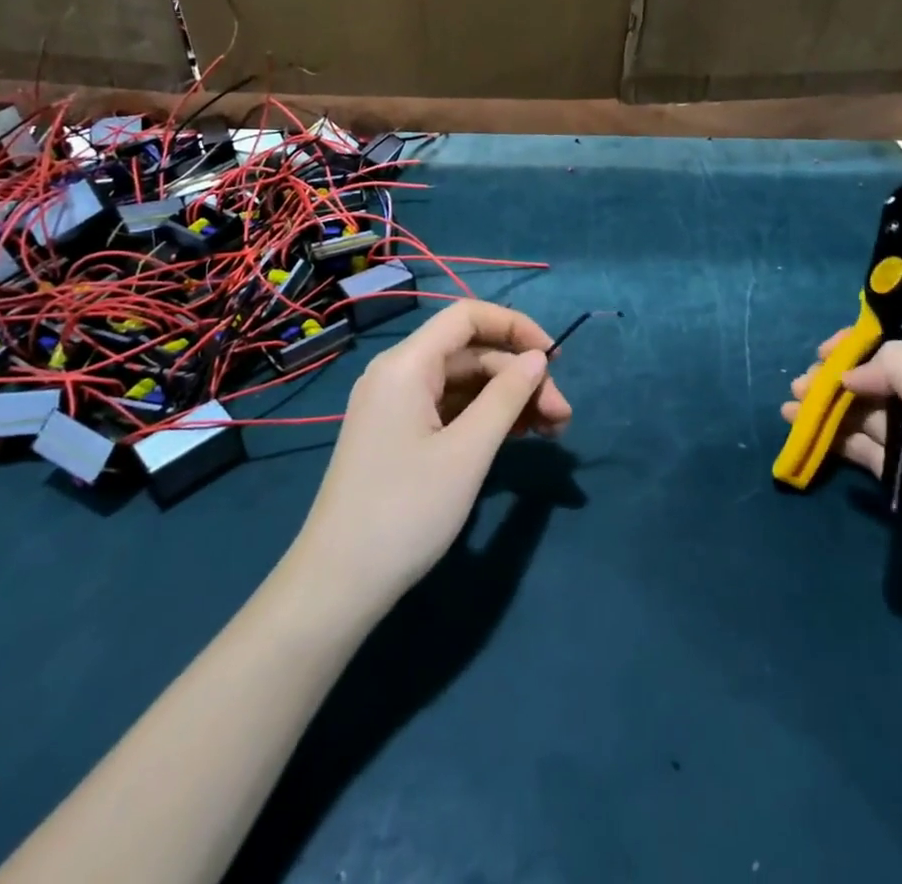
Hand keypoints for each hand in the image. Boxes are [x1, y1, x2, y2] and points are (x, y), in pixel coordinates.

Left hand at [289, 301, 570, 621]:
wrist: (338, 585)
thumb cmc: (406, 511)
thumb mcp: (467, 452)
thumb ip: (507, 397)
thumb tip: (537, 359)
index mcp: (406, 364)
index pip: (467, 316)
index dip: (515, 327)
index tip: (555, 358)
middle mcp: (398, 374)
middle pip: (471, 353)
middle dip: (520, 377)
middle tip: (563, 418)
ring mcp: (396, 406)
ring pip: (464, 383)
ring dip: (508, 400)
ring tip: (551, 431)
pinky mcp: (399, 435)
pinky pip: (450, 409)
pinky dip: (485, 418)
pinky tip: (517, 437)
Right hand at [781, 335, 901, 634]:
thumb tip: (851, 372)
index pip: (893, 349)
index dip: (855, 346)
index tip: (821, 355)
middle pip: (869, 380)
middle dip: (832, 378)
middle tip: (799, 388)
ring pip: (859, 413)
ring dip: (825, 407)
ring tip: (790, 410)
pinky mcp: (899, 476)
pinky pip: (858, 447)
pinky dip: (831, 438)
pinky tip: (805, 435)